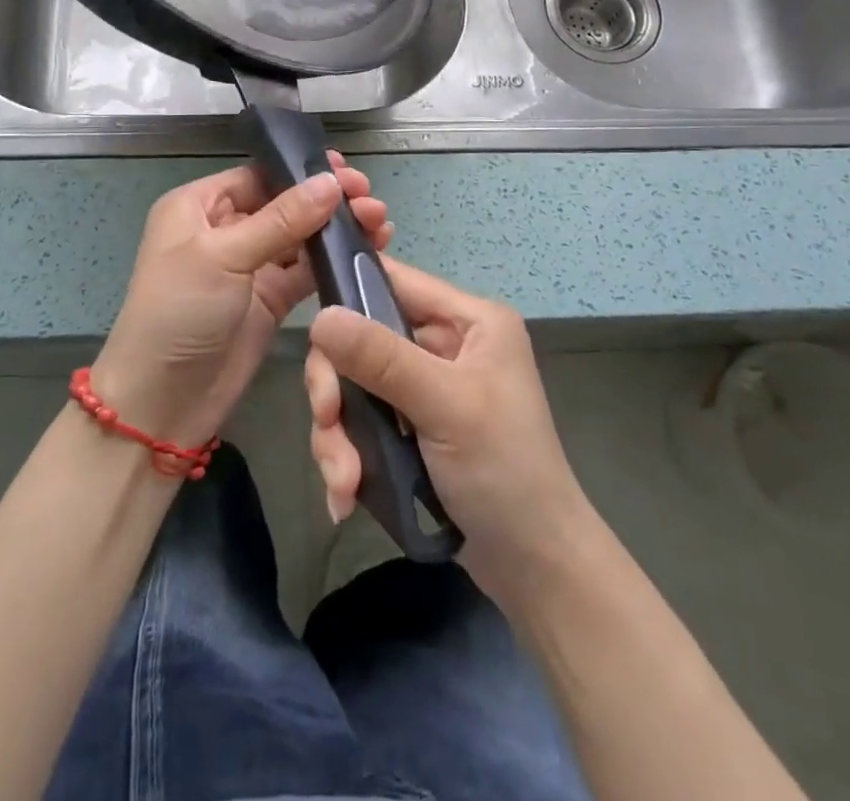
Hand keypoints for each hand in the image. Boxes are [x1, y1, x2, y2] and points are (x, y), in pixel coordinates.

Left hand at [92, 154, 390, 452]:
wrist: (162, 404)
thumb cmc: (179, 313)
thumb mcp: (223, 257)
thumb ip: (281, 220)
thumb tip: (330, 182)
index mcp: (200, 206)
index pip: (259, 176)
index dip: (302, 172)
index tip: (347, 171)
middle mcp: (226, 229)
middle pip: (285, 203)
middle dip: (327, 200)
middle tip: (370, 200)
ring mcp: (250, 266)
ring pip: (301, 236)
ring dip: (337, 228)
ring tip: (380, 223)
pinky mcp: (270, 299)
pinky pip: (307, 271)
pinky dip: (335, 260)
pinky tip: (369, 249)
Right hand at [305, 257, 591, 599]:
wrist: (535, 568)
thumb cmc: (504, 471)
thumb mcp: (445, 406)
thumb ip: (381, 358)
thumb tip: (319, 317)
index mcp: (468, 320)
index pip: (393, 281)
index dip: (348, 295)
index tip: (313, 336)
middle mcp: (446, 343)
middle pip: (362, 340)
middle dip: (338, 389)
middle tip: (327, 424)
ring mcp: (426, 387)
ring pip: (355, 386)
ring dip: (339, 435)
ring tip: (344, 484)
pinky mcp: (411, 427)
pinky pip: (362, 422)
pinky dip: (349, 456)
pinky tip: (345, 497)